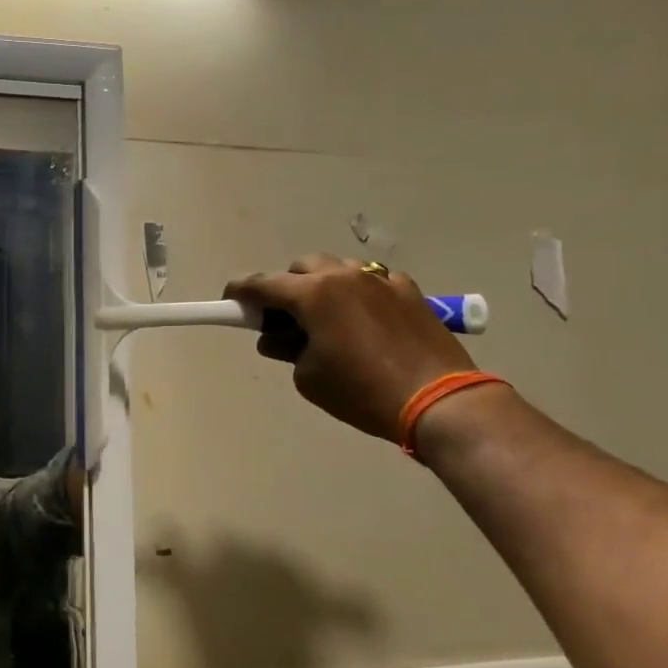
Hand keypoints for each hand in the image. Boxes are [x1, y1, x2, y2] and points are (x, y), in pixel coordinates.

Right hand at [225, 255, 477, 440]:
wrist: (438, 400)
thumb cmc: (361, 391)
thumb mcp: (308, 377)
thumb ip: (287, 349)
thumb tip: (278, 338)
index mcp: (314, 294)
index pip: (262, 284)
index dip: (240, 292)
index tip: (230, 300)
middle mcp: (345, 276)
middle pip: (302, 267)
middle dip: (286, 287)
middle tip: (283, 319)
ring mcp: (381, 280)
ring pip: (338, 270)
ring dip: (322, 287)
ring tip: (325, 321)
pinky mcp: (409, 291)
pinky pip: (372, 283)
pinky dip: (358, 296)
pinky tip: (364, 324)